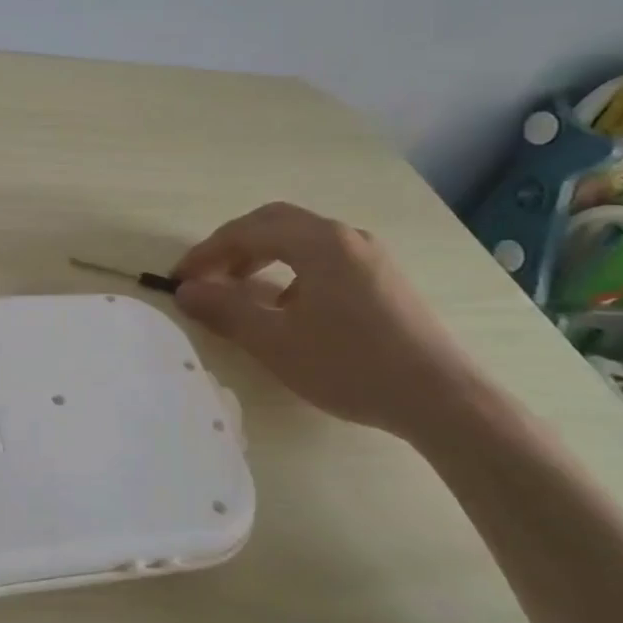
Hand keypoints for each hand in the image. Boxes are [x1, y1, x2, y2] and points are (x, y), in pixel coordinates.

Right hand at [172, 200, 488, 439]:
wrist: (442, 399)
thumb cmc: (351, 366)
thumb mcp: (276, 342)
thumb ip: (226, 310)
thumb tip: (186, 291)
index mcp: (319, 242)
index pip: (248, 230)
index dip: (207, 252)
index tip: (180, 279)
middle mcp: (345, 237)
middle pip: (275, 224)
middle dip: (234, 247)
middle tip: (208, 277)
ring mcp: (370, 256)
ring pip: (302, 240)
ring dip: (263, 257)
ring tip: (241, 291)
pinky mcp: (384, 279)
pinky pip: (324, 258)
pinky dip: (292, 270)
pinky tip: (289, 308)